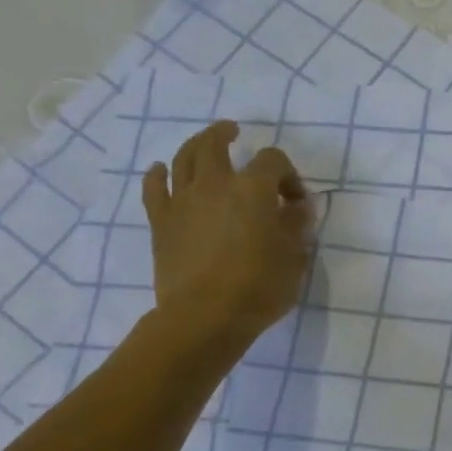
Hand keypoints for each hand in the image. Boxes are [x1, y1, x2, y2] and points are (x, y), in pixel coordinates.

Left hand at [143, 121, 313, 352]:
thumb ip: (296, 226)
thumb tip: (297, 208)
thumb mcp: (294, 257)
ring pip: (183, 158)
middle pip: (215, 144)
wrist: (204, 317)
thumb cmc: (259, 287)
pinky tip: (160, 170)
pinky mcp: (161, 222)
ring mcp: (182, 201)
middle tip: (234, 133)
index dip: (287, 174)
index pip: (273, 161)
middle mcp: (215, 185)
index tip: (295, 201)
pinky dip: (158, 174)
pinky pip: (154, 188)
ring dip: (195, 145)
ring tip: (204, 143)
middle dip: (226, 135)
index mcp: (253, 190)